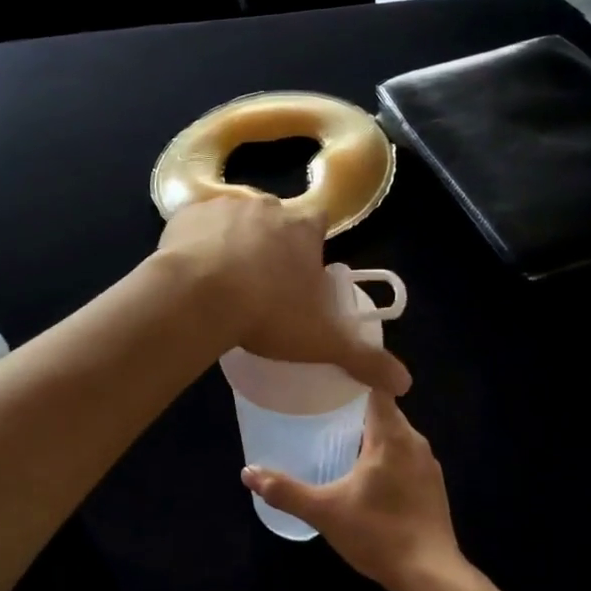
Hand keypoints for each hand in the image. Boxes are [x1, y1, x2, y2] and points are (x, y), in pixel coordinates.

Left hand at [155, 195, 409, 395]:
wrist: (198, 297)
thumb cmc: (268, 313)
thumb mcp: (321, 341)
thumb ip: (363, 358)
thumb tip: (405, 383)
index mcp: (303, 228)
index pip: (318, 224)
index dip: (311, 247)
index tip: (301, 275)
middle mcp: (266, 207)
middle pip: (274, 222)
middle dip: (270, 245)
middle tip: (260, 285)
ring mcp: (223, 206)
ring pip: (233, 222)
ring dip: (230, 243)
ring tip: (222, 283)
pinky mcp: (184, 214)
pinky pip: (195, 226)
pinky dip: (195, 244)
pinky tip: (191, 274)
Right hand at [242, 392, 460, 590]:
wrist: (432, 576)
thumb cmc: (378, 534)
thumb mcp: (325, 512)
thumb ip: (285, 491)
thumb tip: (248, 473)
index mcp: (391, 435)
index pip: (376, 386)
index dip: (354, 375)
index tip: (327, 374)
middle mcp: (415, 441)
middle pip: (384, 409)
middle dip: (355, 406)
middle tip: (321, 406)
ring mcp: (428, 464)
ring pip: (396, 434)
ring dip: (371, 432)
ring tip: (338, 436)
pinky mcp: (433, 486)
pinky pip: (406, 455)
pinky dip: (386, 454)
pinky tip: (366, 473)